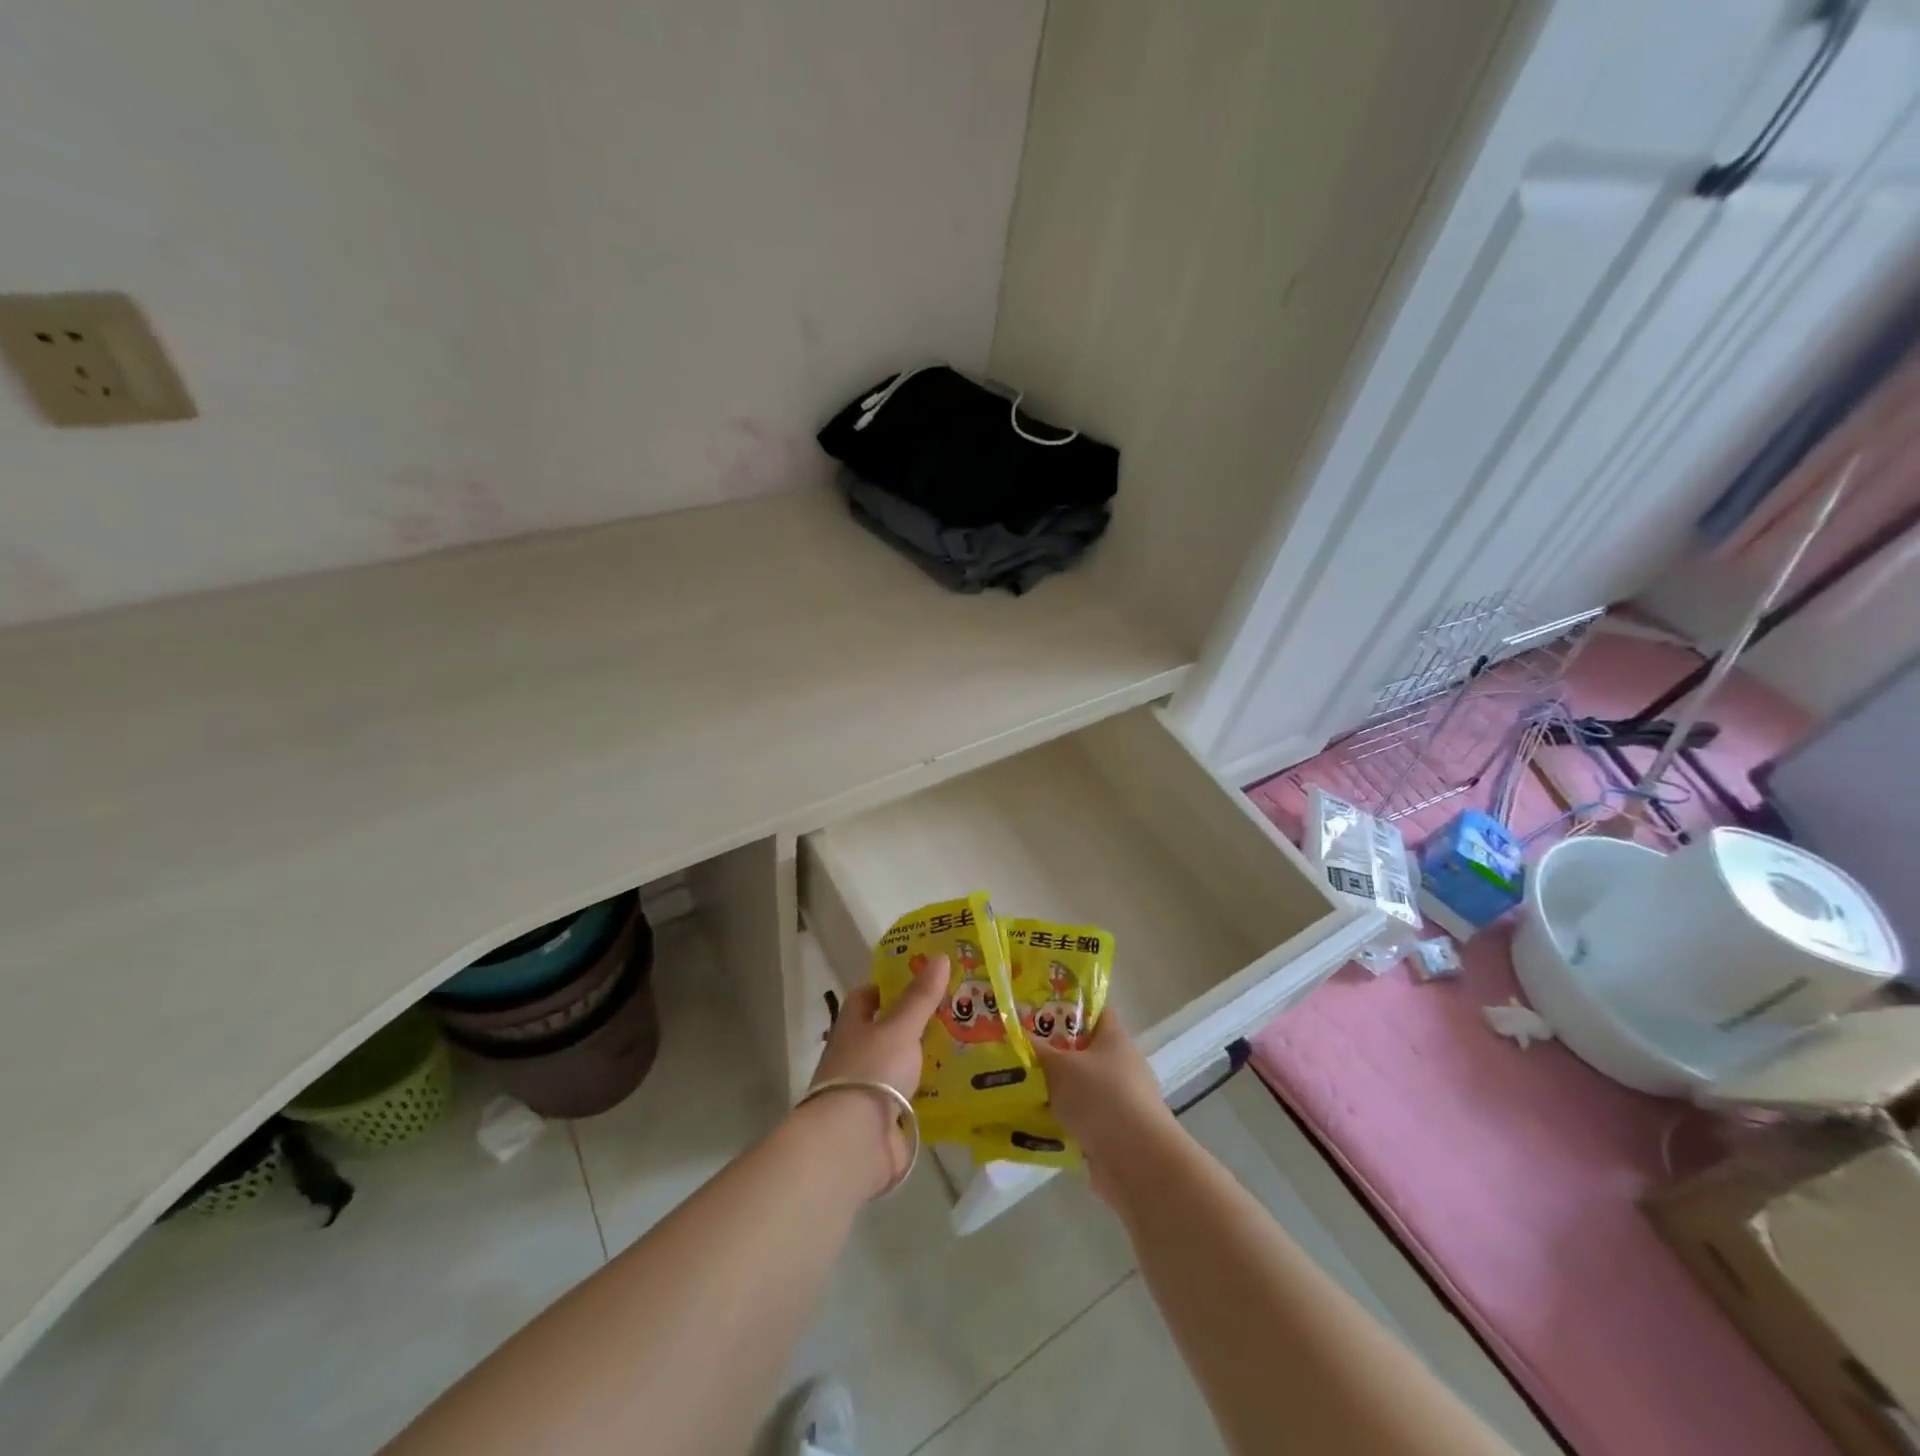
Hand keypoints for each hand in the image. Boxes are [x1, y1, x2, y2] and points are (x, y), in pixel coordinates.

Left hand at [802, 953, 947, 1197]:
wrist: (854, 1143)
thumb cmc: (871, 1071)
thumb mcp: (899, 1028)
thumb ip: (920, 997)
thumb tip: (940, 956)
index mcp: (852, 1028)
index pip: (866, 998)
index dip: (889, 986)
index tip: (920, 978)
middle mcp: (858, 1057)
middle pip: (888, 1032)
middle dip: (917, 1023)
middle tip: (957, 1009)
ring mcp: (871, 1091)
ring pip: (903, 1066)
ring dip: (928, 1059)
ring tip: (970, 1044)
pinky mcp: (887, 1122)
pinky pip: (915, 1100)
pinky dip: (933, 1093)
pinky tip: (963, 1085)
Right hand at [1032, 1015, 1176, 1200]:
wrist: (1139, 1164)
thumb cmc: (1102, 1099)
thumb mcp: (1060, 1068)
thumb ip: (1035, 1050)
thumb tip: (1011, 1030)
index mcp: (1113, 1038)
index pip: (1095, 1009)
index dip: (1069, 1005)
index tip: (1037, 1007)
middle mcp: (1120, 1065)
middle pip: (1083, 1049)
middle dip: (1052, 1050)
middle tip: (1018, 1048)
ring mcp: (1119, 1100)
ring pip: (1079, 1086)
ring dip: (1054, 1089)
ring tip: (1016, 1085)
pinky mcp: (1113, 1132)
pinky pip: (1080, 1117)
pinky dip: (1061, 1119)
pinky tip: (1032, 1121)